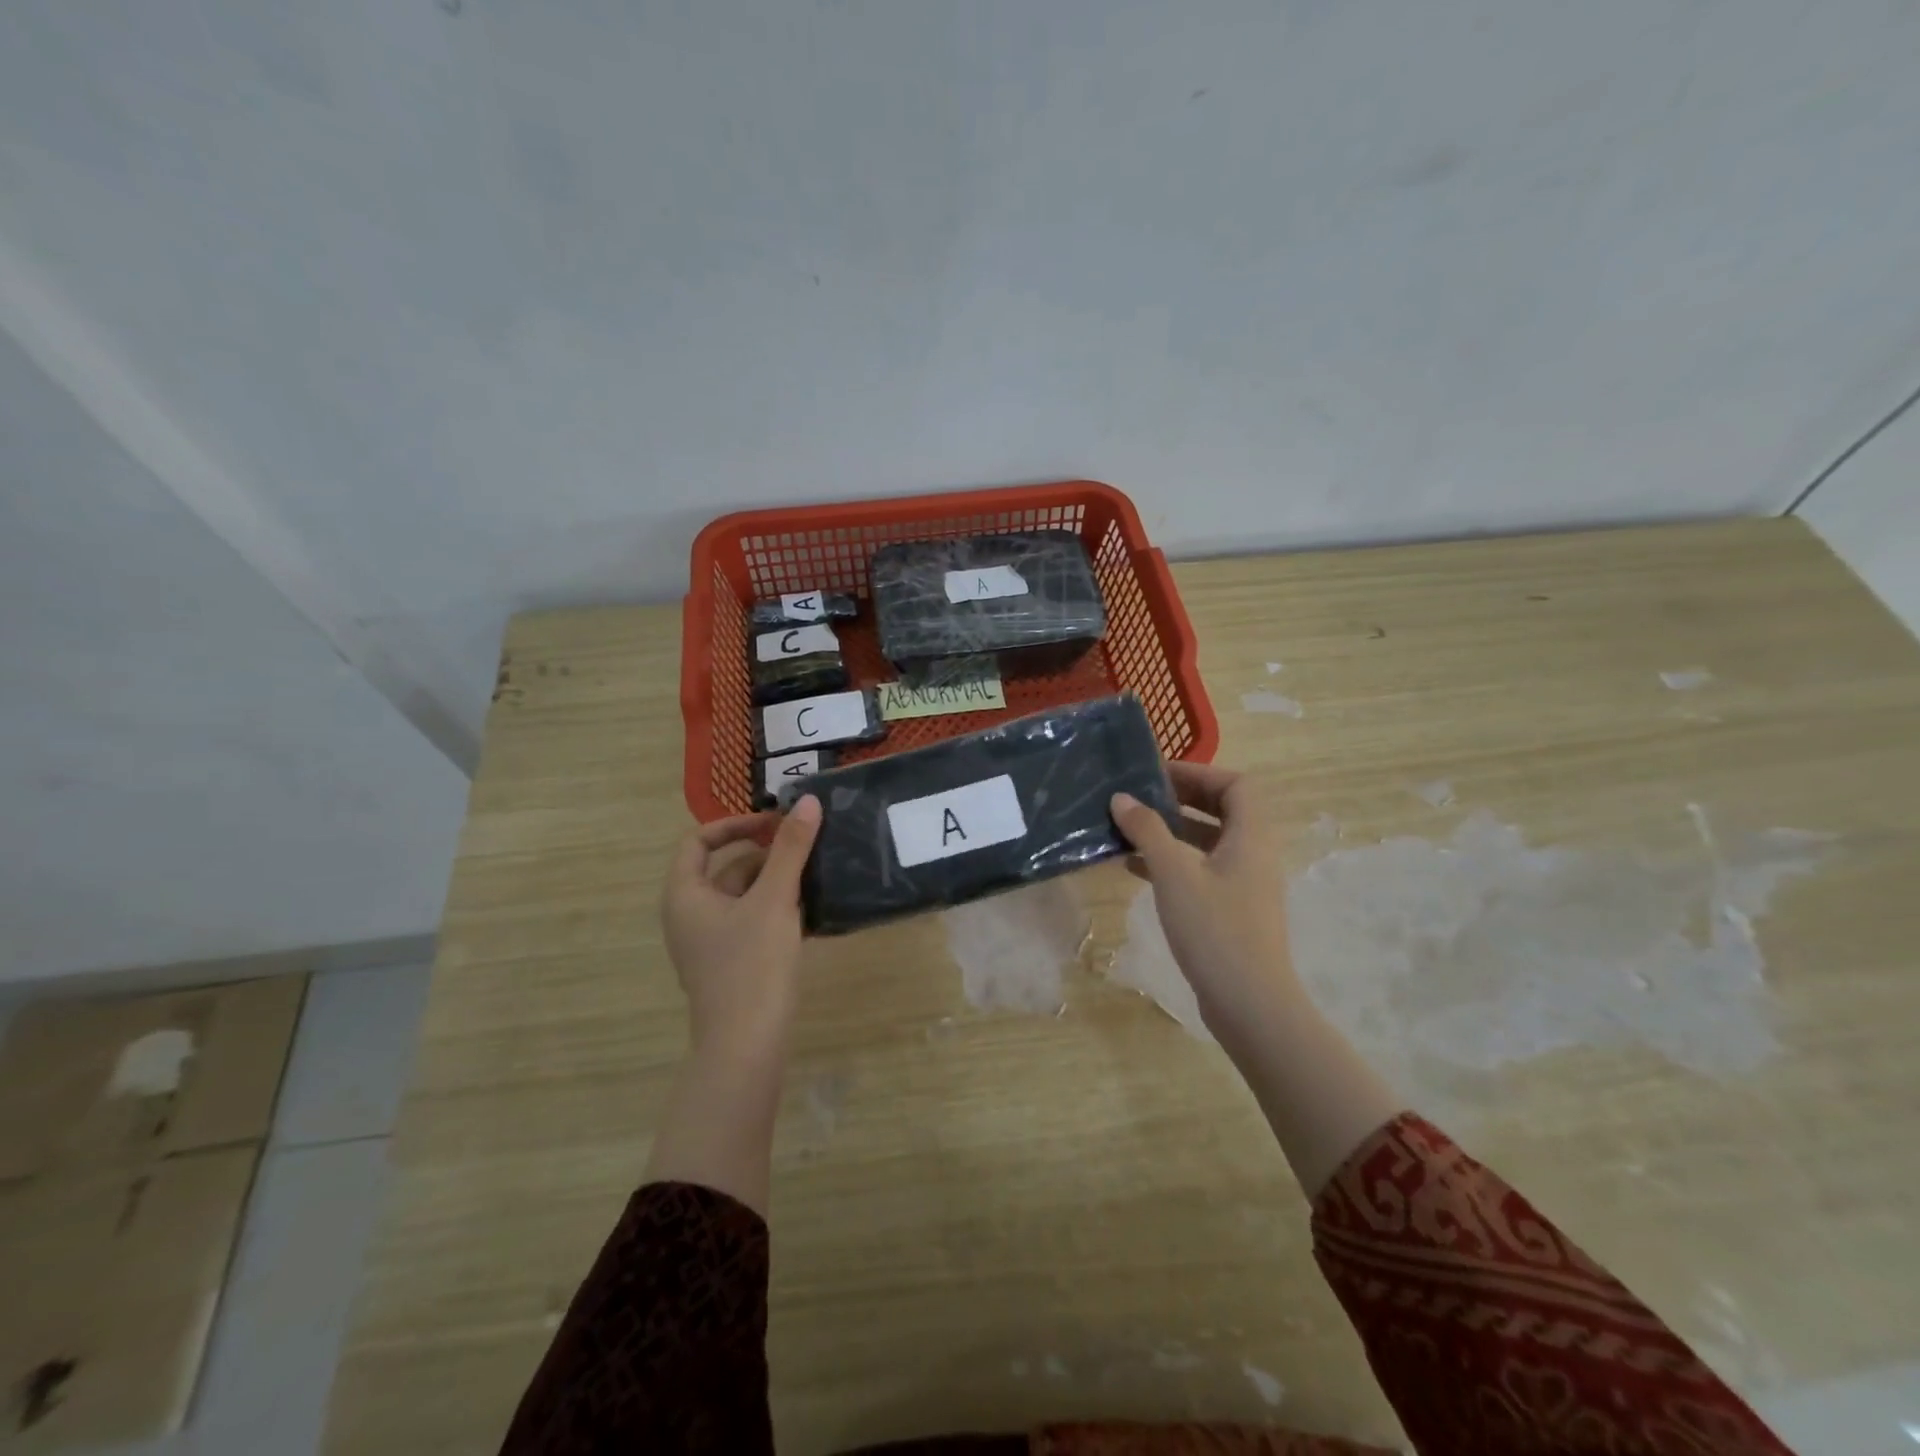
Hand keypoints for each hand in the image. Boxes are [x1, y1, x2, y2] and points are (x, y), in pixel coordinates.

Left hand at [661, 795, 821, 1066]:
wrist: (747, 1046)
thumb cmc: (752, 965)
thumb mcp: (774, 900)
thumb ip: (791, 849)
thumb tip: (806, 801)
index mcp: (685, 895)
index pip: (698, 842)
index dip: (734, 825)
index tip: (774, 823)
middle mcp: (691, 915)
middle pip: (727, 868)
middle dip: (767, 854)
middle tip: (807, 845)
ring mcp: (711, 943)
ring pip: (745, 897)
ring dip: (777, 881)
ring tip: (817, 873)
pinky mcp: (733, 964)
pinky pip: (754, 922)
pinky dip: (779, 909)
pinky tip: (814, 910)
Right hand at [1110, 763, 1301, 1053]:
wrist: (1250, 1004)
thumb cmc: (1215, 930)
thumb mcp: (1174, 874)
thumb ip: (1148, 831)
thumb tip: (1122, 798)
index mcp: (1251, 837)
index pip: (1236, 784)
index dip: (1199, 772)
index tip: (1158, 775)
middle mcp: (1254, 854)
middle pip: (1224, 810)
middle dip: (1182, 799)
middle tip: (1141, 798)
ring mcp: (1245, 884)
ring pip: (1210, 842)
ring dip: (1173, 831)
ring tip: (1131, 830)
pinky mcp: (1233, 910)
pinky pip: (1203, 870)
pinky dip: (1174, 861)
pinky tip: (1137, 869)